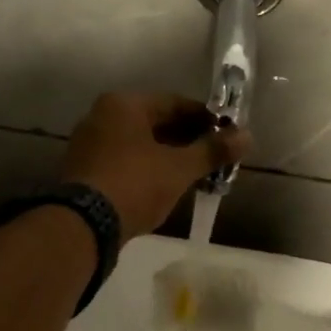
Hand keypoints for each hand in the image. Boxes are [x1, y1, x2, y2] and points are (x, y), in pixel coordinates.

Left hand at [61, 92, 249, 239]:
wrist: (83, 227)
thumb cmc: (135, 184)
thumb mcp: (179, 168)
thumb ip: (212, 150)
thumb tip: (247, 136)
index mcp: (124, 104)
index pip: (175, 103)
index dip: (206, 119)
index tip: (227, 135)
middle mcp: (102, 116)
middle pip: (156, 123)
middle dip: (188, 140)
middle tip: (215, 157)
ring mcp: (89, 144)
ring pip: (141, 144)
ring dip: (168, 156)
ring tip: (196, 174)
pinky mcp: (84, 171)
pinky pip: (125, 161)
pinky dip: (147, 169)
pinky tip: (167, 186)